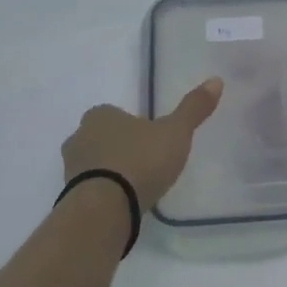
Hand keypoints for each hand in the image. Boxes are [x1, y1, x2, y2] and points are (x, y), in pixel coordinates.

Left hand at [62, 77, 223, 210]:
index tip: (154, 143)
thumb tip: (216, 80)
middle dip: (121, 149)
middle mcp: (79, 136)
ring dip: (111, 172)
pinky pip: (91, 188)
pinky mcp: (71, 195)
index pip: (117, 115)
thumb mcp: (175, 133)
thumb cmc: (141, 161)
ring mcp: (70, 167)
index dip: (136, 127)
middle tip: (147, 165)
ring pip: (94, 164)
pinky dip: (105, 193)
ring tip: (137, 188)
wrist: (105, 207)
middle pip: (103, 139)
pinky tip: (123, 204)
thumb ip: (193, 109)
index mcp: (100, 115)